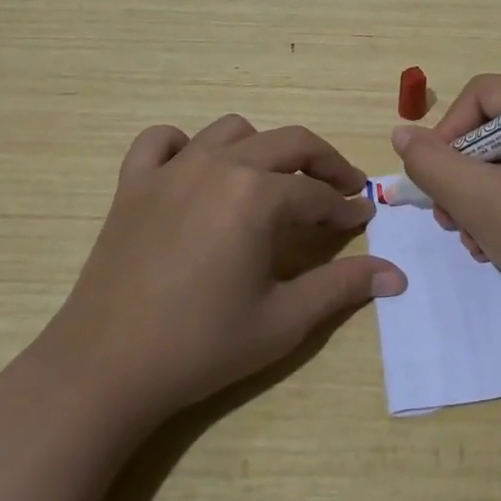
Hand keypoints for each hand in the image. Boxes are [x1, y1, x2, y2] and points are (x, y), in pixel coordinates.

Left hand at [45, 114, 407, 416]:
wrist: (104, 370)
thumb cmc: (201, 345)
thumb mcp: (283, 320)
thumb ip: (342, 287)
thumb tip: (397, 276)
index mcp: (258, 194)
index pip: (318, 192)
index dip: (345, 206)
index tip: (362, 218)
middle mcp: (220, 164)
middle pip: (288, 143)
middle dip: (323, 162)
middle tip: (340, 189)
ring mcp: (172, 169)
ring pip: (233, 131)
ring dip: (262, 149)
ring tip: (272, 183)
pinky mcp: (133, 183)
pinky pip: (162, 141)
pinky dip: (184, 146)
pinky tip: (195, 172)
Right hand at [390, 74, 500, 322]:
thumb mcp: (480, 201)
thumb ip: (433, 164)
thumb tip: (402, 133)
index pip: (482, 94)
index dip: (448, 133)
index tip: (435, 180)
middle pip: (491, 126)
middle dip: (462, 174)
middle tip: (448, 217)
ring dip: (476, 196)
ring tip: (471, 238)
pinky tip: (492, 242)